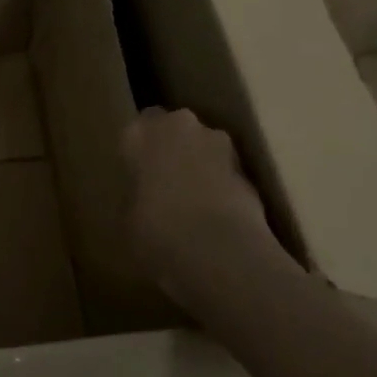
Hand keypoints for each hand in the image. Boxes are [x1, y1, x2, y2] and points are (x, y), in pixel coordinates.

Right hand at [122, 107, 298, 314]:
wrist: (218, 252)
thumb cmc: (155, 231)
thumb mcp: (126, 217)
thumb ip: (135, 195)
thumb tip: (143, 200)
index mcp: (142, 132)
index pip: (139, 124)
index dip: (140, 148)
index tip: (138, 171)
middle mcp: (182, 126)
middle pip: (177, 129)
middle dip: (173, 149)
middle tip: (164, 183)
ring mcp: (220, 145)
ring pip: (206, 148)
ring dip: (201, 165)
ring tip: (193, 203)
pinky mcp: (250, 171)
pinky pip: (227, 173)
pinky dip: (222, 187)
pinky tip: (216, 218)